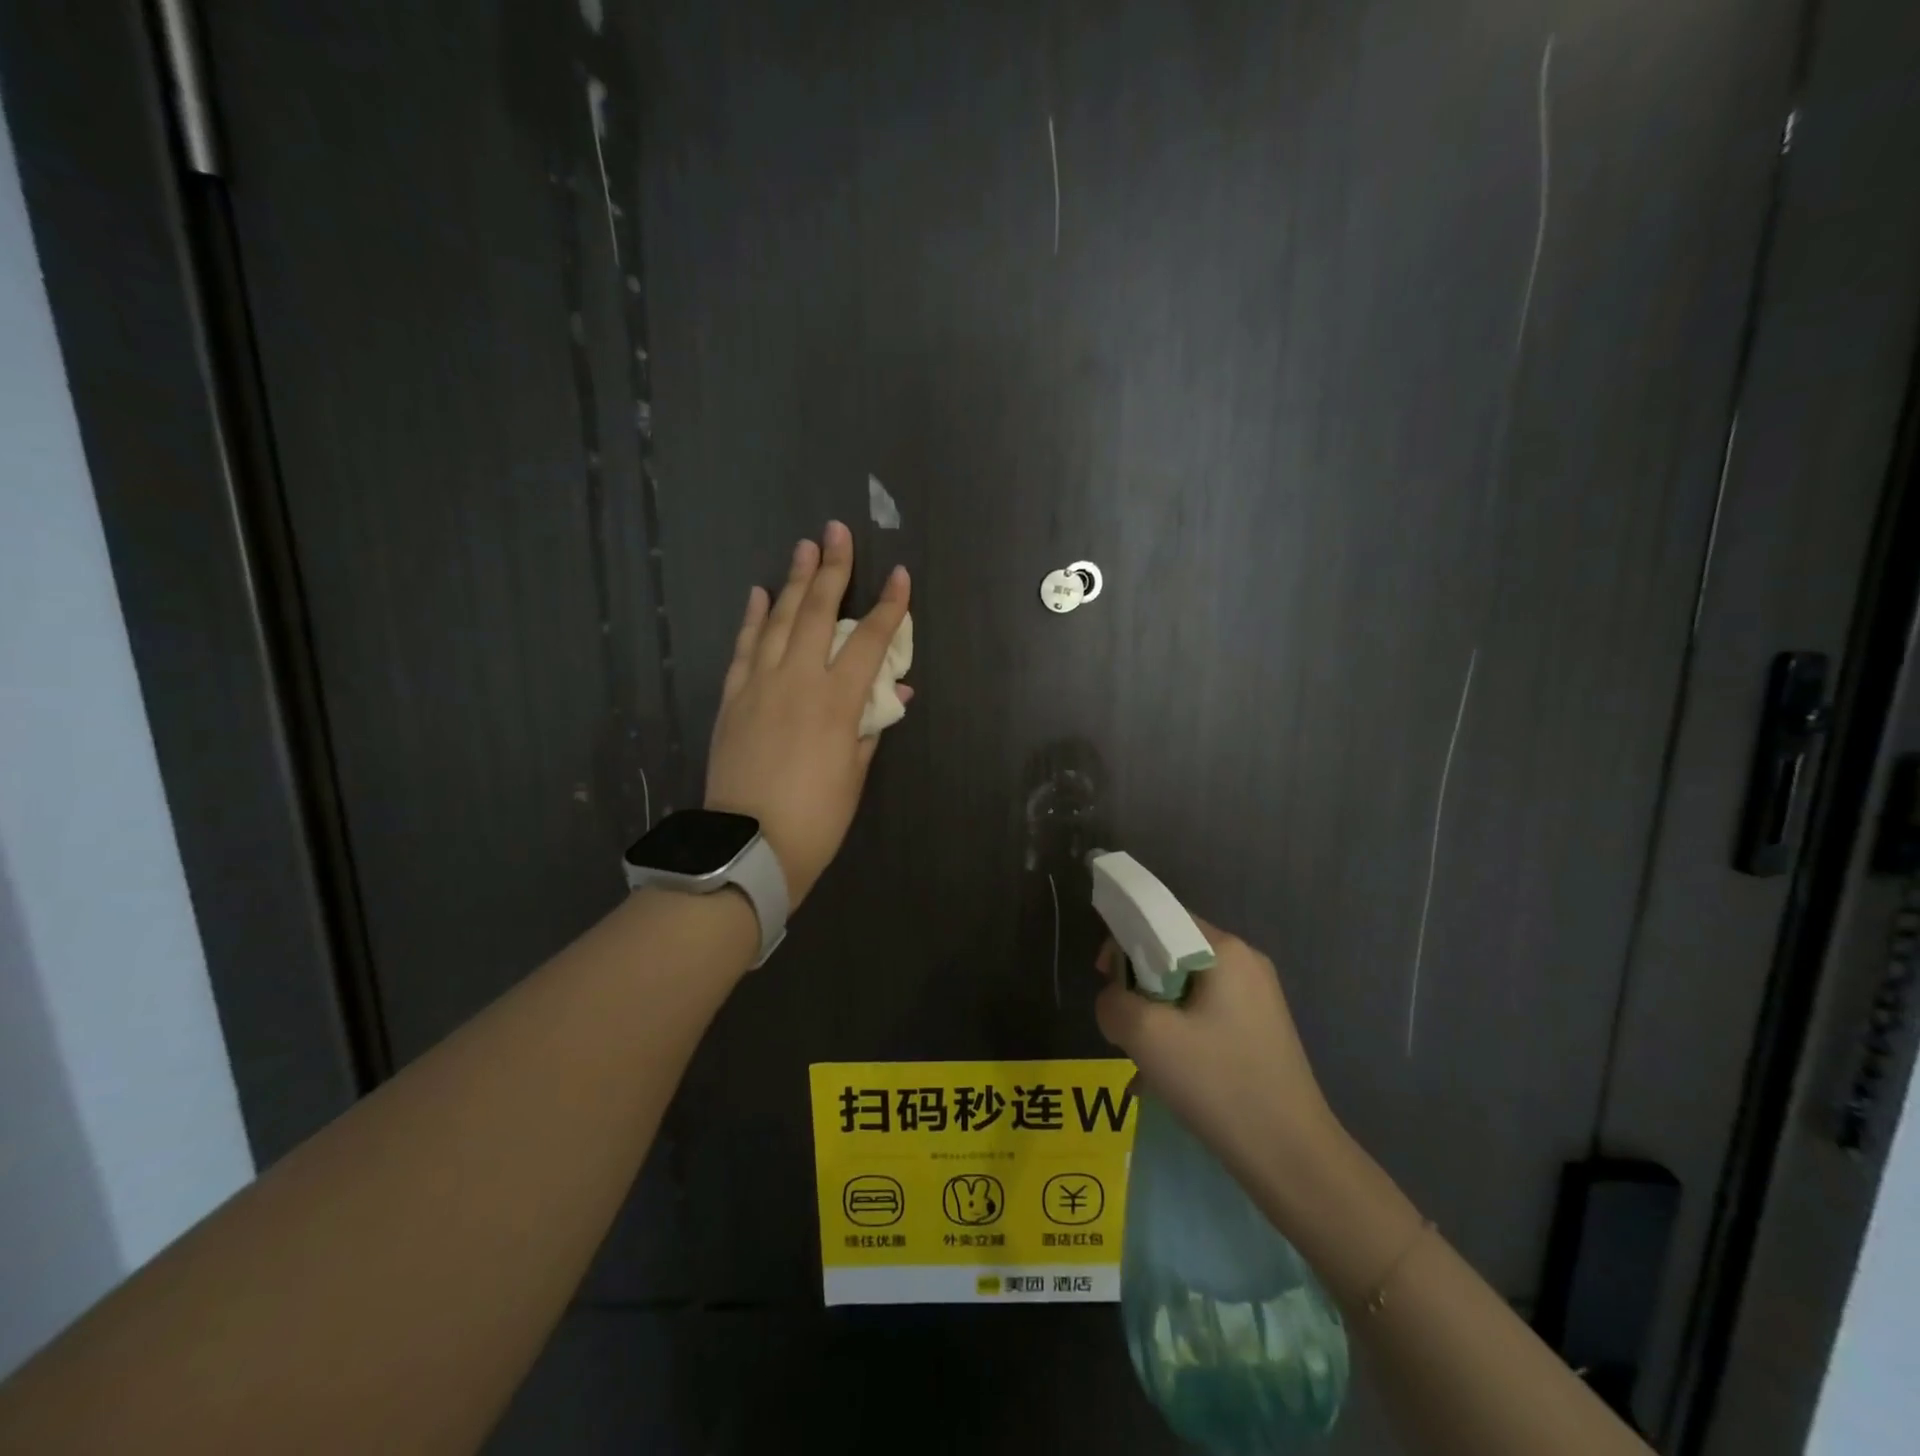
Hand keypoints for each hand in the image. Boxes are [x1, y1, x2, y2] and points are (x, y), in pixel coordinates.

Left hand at [705, 521, 910, 908]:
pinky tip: (758, 593)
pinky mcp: (732, 697)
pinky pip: (743, 647)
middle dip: (833, 569)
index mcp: (836, 702)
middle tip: (836, 531)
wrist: (748, 846)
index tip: (901, 576)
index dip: (889, 607)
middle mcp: (797, 681)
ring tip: (804, 547)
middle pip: (817, 613)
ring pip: (777, 620)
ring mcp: (759, 685)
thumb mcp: (855, 773)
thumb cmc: (816, 818)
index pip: (869, 641)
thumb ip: (871, 724)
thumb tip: (894, 691)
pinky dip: (752, 617)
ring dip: (793, 580)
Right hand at [1094, 920, 1340, 1189]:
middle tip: (1124, 1023)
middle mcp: (1245, 963)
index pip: (1161, 916)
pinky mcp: (1259, 1030)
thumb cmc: (1219, 1084)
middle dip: (1138, 982)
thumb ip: (1113, 1002)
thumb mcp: (1147, 1037)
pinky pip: (1203, 1013)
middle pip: (1171, 951)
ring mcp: (1257, 998)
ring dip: (1155, 1013)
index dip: (1124, 938)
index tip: (1105, 975)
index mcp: (1225, 950)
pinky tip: (1165, 1075)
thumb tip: (1113, 1001)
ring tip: (1143, 1057)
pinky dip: (1178, 1032)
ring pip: (1184, 987)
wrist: (1292, 1159)